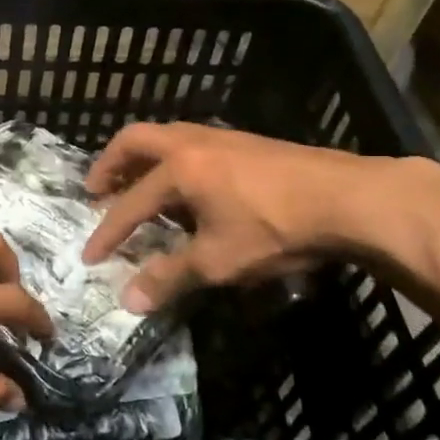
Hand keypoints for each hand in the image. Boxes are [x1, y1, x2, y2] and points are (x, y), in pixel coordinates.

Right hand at [81, 122, 403, 313]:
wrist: (349, 198)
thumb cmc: (275, 229)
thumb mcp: (218, 261)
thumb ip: (170, 277)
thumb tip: (128, 302)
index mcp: (178, 169)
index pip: (130, 204)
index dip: (108, 233)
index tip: (90, 255)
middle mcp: (191, 143)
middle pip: (135, 141)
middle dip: (110, 165)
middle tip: (96, 190)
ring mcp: (221, 137)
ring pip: (166, 137)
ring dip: (143, 160)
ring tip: (138, 185)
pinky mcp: (247, 142)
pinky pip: (192, 143)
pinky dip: (172, 160)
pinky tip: (189, 187)